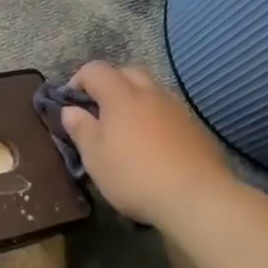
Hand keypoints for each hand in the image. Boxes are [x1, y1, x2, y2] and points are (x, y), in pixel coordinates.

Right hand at [61, 62, 235, 226]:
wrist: (197, 198)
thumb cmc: (134, 176)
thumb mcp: (94, 157)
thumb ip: (80, 128)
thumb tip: (70, 110)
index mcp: (121, 96)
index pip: (95, 70)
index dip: (78, 80)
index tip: (71, 103)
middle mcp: (150, 93)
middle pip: (127, 72)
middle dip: (109, 84)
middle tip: (99, 110)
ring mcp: (177, 108)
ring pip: (151, 89)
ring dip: (135, 99)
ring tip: (127, 127)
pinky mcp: (196, 127)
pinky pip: (169, 110)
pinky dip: (155, 116)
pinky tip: (153, 143)